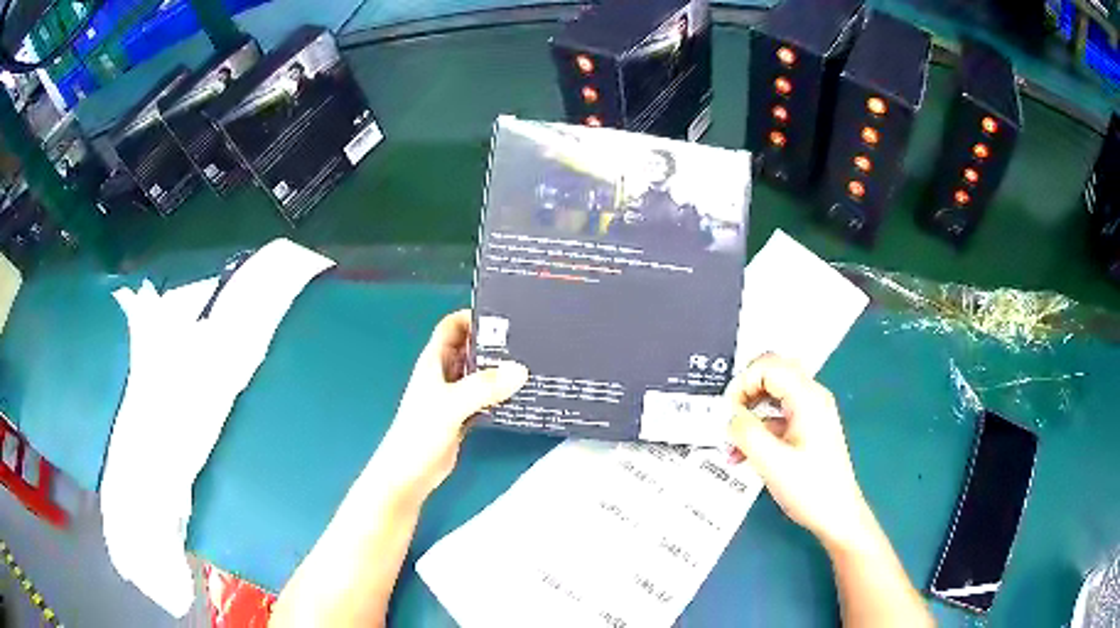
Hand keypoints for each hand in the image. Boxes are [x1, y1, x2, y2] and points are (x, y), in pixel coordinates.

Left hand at [367, 310, 527, 503]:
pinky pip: (484, 396)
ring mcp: (453, 396)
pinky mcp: (462, 416)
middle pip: (469, 347)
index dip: (472, 316)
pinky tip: (521, 394)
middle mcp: (444, 374)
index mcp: (434, 361)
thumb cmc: (420, 433)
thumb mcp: (451, 405)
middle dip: (494, 342)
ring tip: (532, 362)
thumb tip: (521, 370)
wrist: (409, 473)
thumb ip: (484, 387)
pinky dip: (499, 393)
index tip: (504, 316)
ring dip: (499, 368)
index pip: (452, 326)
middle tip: (527, 339)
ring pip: (479, 373)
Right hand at [725, 354, 870, 550]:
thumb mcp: (771, 461)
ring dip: (749, 413)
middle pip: (772, 373)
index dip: (741, 383)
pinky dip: (759, 429)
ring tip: (731, 444)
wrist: (838, 516)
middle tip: (728, 420)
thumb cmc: (809, 488)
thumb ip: (745, 432)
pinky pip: (778, 416)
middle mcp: (812, 397)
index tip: (726, 413)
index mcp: (807, 397)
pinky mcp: (808, 429)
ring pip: (773, 395)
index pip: (768, 366)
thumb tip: (726, 414)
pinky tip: (743, 455)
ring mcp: (812, 412)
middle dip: (744, 393)